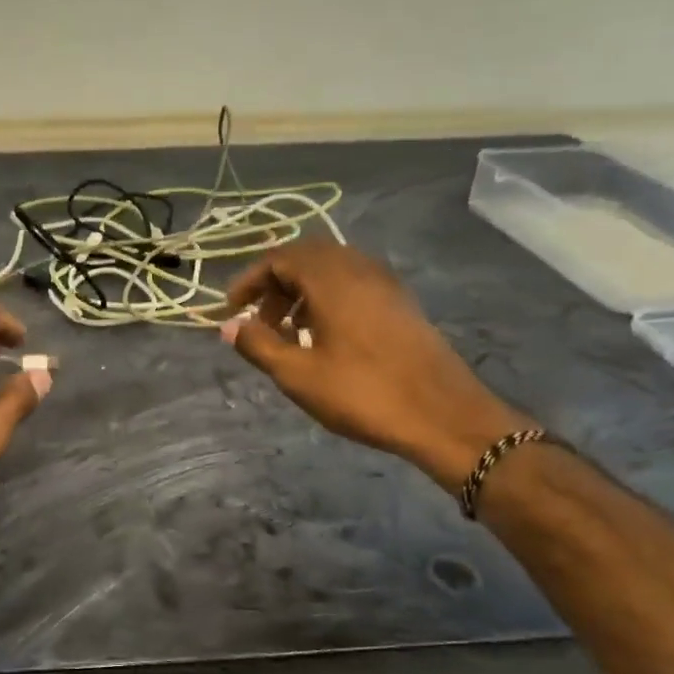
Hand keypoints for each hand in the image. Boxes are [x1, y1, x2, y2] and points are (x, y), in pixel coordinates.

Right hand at [222, 241, 527, 486]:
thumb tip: (229, 327)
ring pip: (332, 270)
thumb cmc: (363, 393)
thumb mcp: (298, 375)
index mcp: (332, 279)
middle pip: (307, 257)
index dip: (250, 280)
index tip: (232, 310)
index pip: (280, 258)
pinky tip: (323, 337)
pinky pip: (354, 284)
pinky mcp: (401, 303)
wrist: (444, 415)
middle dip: (276, 283)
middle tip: (259, 320)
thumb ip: (259, 345)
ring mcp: (386, 284)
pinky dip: (328, 299)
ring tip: (288, 332)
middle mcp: (360, 269)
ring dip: (302, 291)